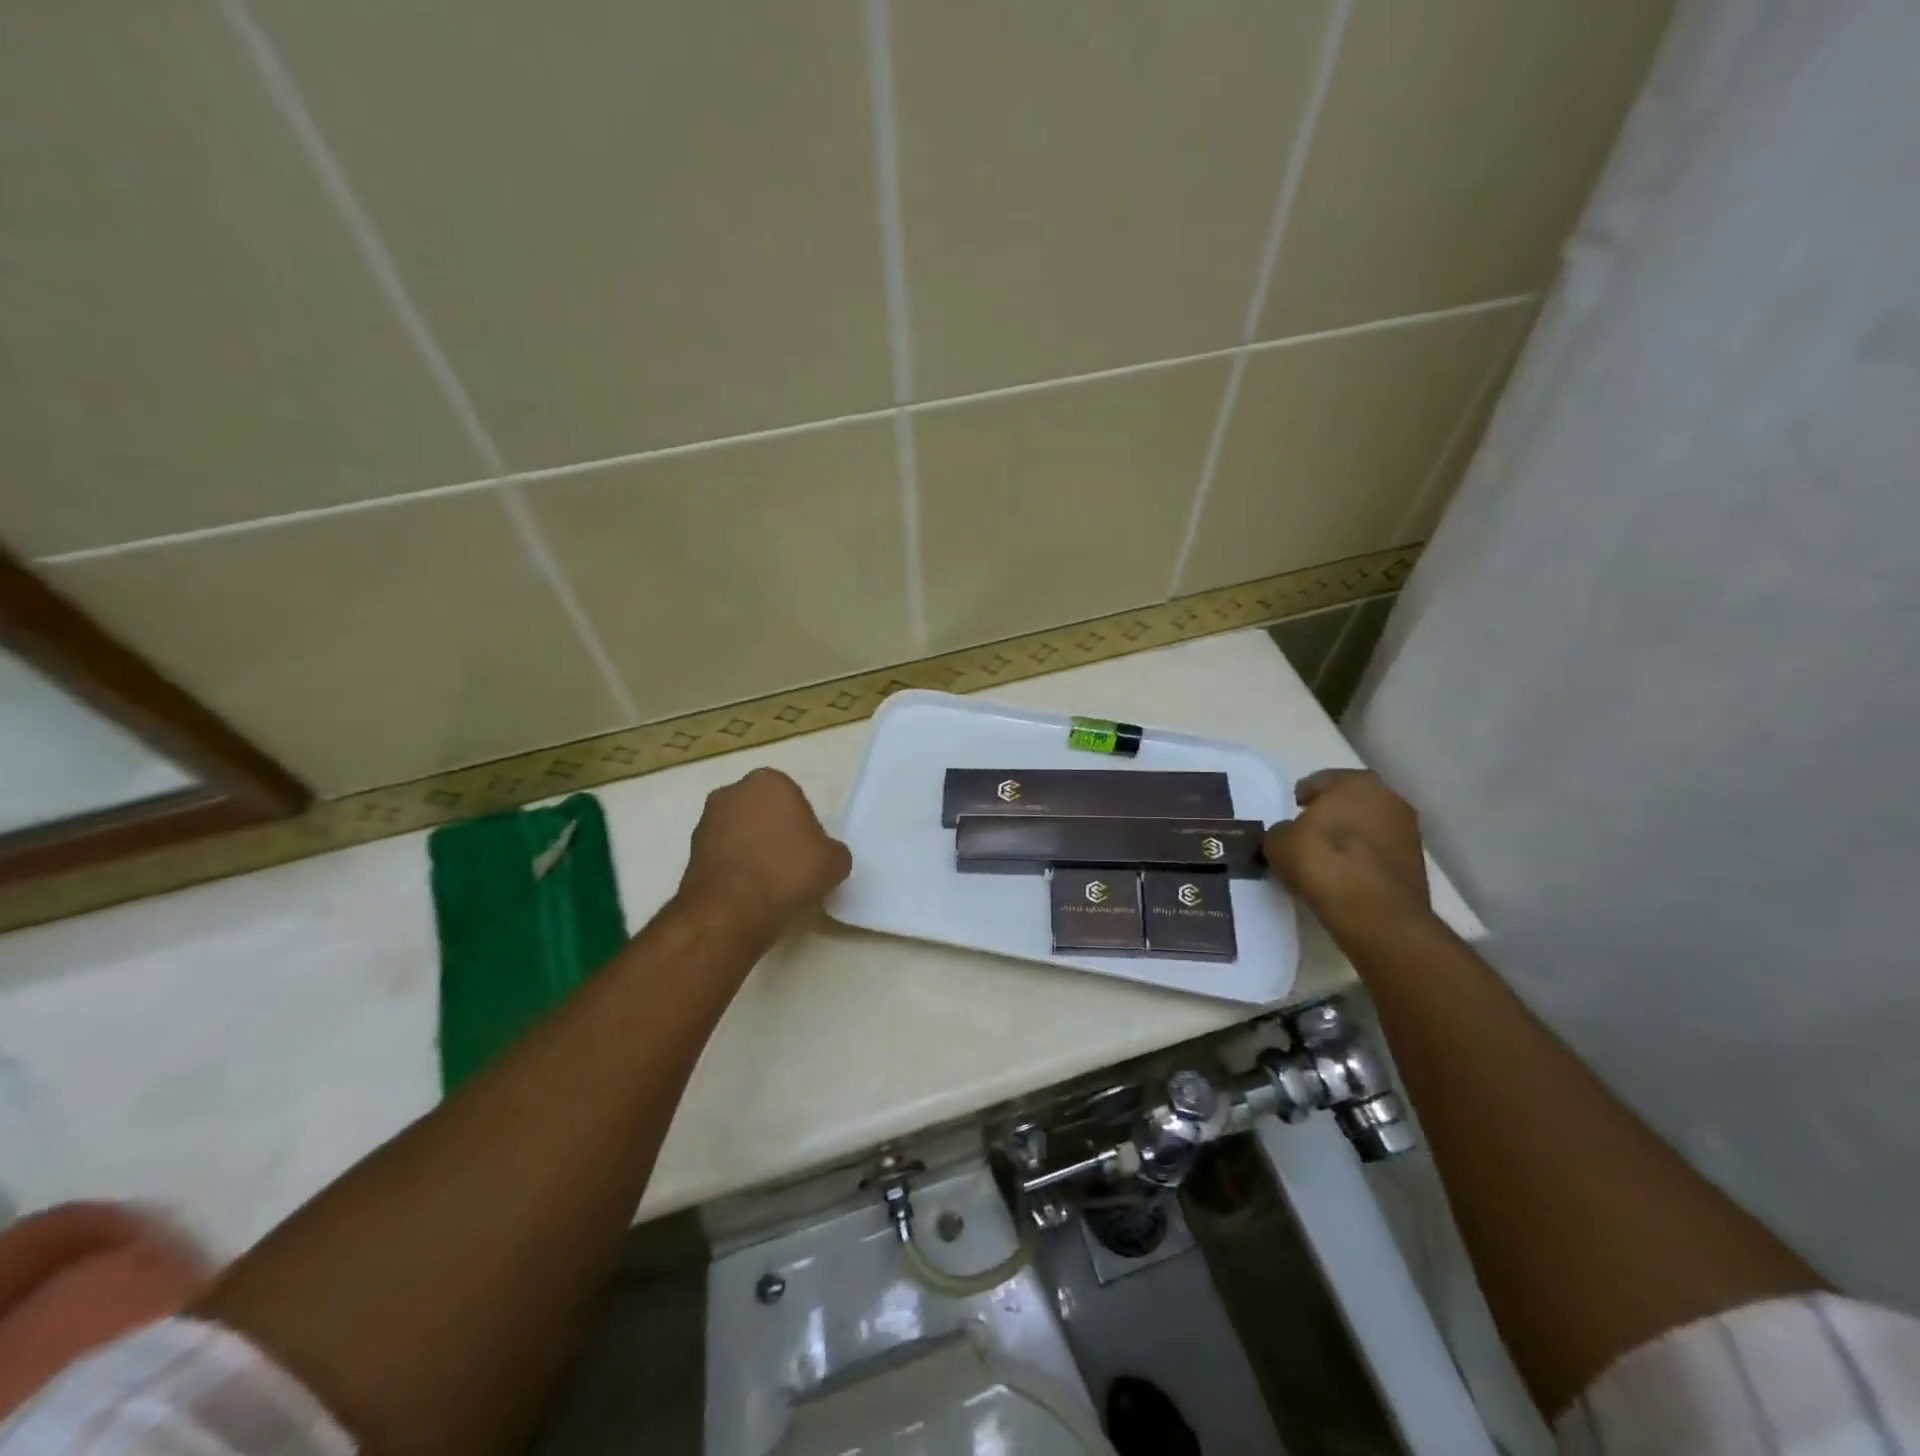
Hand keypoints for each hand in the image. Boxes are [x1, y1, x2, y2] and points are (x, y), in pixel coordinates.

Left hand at [679, 768, 851, 941]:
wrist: (731, 908)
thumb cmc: (788, 871)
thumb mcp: (835, 861)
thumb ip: (832, 850)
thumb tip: (823, 857)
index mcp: (770, 781)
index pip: (795, 799)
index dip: (804, 827)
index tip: (809, 852)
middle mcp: (734, 791)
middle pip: (764, 811)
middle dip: (774, 832)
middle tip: (790, 864)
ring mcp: (707, 819)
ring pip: (741, 831)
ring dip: (752, 849)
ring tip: (767, 882)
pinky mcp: (690, 849)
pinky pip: (723, 854)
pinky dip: (734, 867)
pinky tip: (747, 891)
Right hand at [1263, 769, 1430, 926]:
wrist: (1374, 912)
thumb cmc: (1322, 861)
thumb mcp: (1278, 842)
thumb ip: (1282, 831)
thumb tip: (1290, 835)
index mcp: (1356, 783)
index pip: (1324, 780)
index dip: (1305, 793)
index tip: (1295, 809)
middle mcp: (1389, 798)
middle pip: (1353, 800)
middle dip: (1333, 811)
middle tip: (1312, 828)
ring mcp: (1409, 831)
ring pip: (1370, 825)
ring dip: (1352, 834)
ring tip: (1329, 855)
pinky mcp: (1417, 863)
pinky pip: (1380, 851)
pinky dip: (1365, 857)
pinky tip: (1347, 873)